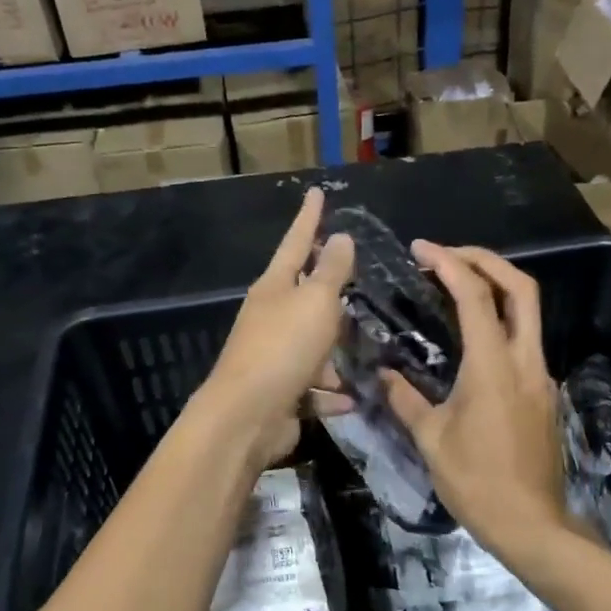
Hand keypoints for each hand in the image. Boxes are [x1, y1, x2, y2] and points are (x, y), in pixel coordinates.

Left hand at [199, 187, 355, 465]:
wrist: (247, 417)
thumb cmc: (284, 348)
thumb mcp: (315, 302)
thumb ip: (330, 271)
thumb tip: (339, 237)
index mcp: (275, 288)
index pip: (296, 242)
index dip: (309, 218)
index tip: (317, 192)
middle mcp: (270, 318)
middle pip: (303, 296)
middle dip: (327, 291)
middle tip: (353, 280)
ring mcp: (273, 357)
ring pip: (311, 346)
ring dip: (334, 353)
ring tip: (364, 354)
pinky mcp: (280, 393)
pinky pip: (313, 388)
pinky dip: (331, 392)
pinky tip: (351, 397)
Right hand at [381, 243, 566, 550]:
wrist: (533, 525)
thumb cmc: (477, 482)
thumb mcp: (431, 440)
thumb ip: (405, 398)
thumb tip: (383, 373)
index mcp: (493, 366)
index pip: (475, 296)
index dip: (448, 263)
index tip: (421, 248)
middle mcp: (525, 361)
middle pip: (521, 288)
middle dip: (486, 260)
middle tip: (448, 255)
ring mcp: (541, 376)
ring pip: (528, 313)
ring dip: (496, 288)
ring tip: (456, 286)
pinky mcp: (544, 393)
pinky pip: (525, 342)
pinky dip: (500, 322)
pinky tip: (472, 340)